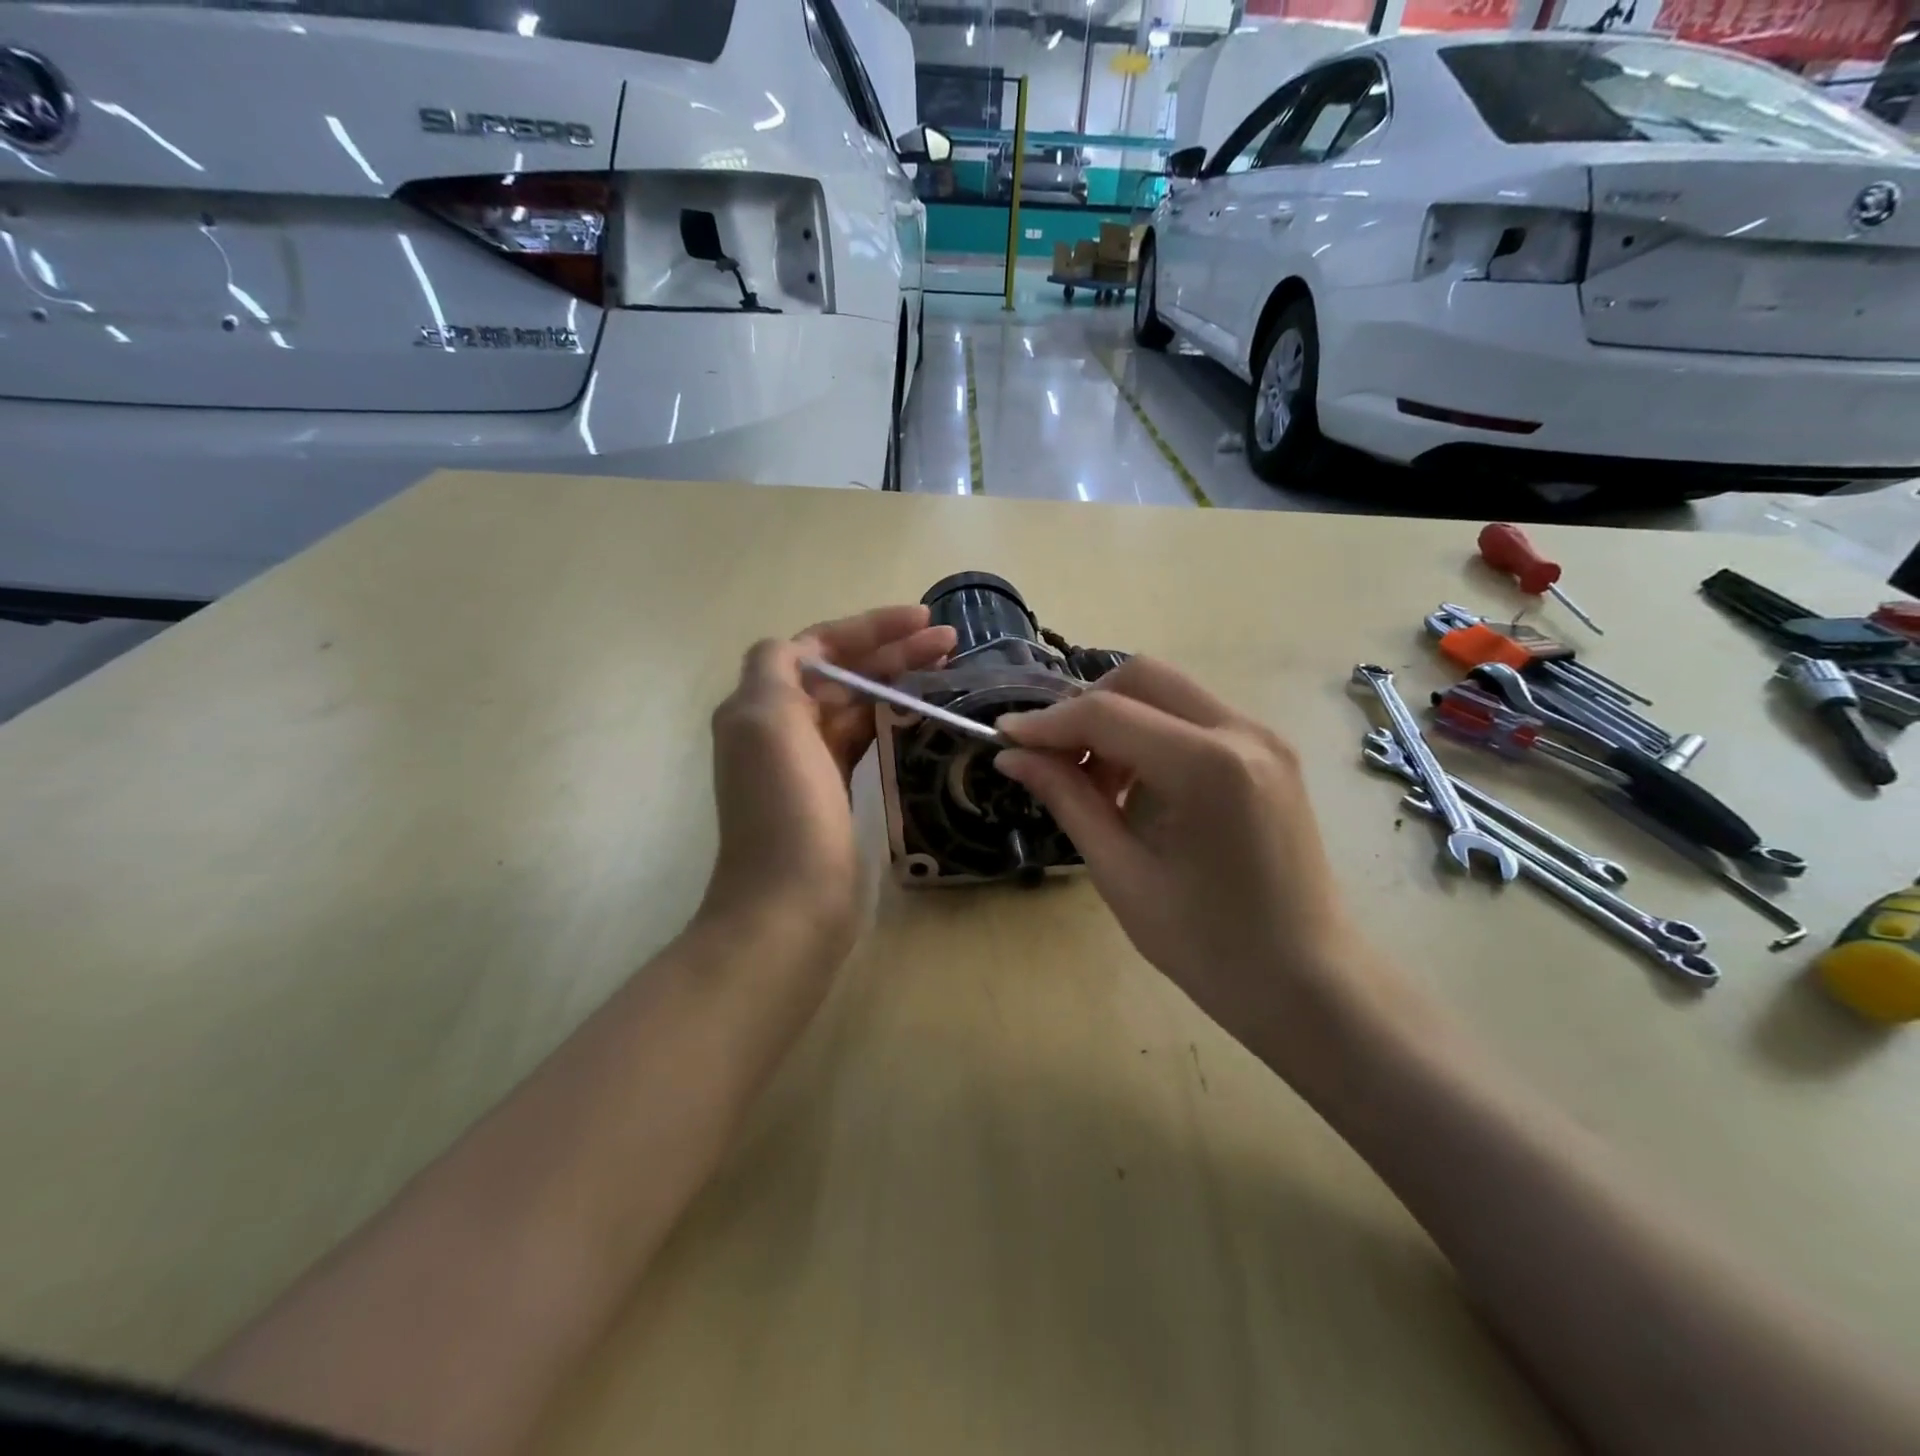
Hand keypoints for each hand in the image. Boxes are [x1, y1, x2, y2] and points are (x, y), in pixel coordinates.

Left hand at [700, 605, 956, 962]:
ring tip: (949, 669)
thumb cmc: (785, 811)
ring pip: (857, 703)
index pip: (818, 645)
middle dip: (892, 651)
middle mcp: (781, 726)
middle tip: (951, 643)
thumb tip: (800, 649)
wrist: (789, 906)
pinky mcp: (834, 791)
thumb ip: (776, 670)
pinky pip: (864, 739)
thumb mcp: (767, 724)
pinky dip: (892, 719)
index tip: (922, 620)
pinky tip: (925, 713)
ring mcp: (808, 761)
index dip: (869, 627)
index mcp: (761, 704)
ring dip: (897, 681)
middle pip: (842, 672)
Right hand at [994, 659, 1382, 1078]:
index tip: (1004, 736)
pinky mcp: (1270, 752)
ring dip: (1119, 719)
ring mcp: (1264, 737)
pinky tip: (1138, 787)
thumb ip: (1067, 799)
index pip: (1107, 713)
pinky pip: (1194, 717)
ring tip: (1097, 784)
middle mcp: (1243, 732)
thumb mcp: (1121, 873)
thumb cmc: (1208, 945)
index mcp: (1208, 767)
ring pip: (1169, 692)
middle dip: (1085, 707)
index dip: (1046, 722)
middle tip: (1055, 759)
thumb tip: (1012, 755)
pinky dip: (1152, 734)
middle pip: (1142, 677)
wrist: (1306, 981)